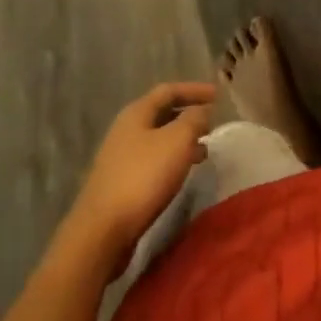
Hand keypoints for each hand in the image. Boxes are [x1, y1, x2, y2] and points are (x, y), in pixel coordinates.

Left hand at [64, 82, 215, 260]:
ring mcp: (120, 157)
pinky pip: (153, 160)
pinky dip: (172, 159)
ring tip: (204, 149)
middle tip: (212, 122)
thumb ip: (193, 120)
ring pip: (158, 139)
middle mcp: (126, 129)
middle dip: (188, 115)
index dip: (194, 89)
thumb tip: (202, 110)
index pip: (168, 90)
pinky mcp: (121, 182)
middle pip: (161, 113)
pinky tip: (182, 173)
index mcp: (137, 112)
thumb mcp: (177, 141)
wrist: (103, 230)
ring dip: (182, 140)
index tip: (218, 95)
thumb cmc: (143, 177)